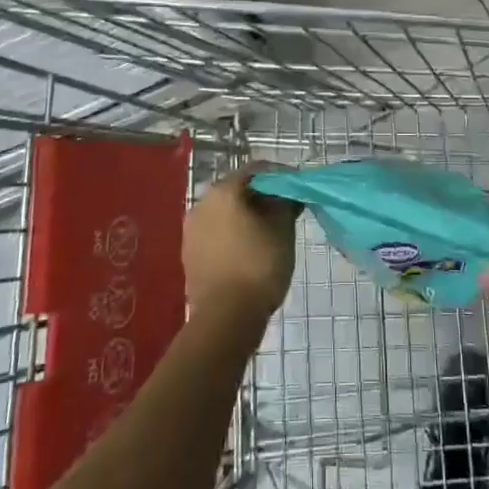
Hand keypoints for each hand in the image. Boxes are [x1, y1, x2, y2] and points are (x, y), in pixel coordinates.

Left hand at [183, 164, 297, 326]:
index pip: (257, 169)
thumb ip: (285, 202)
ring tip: (269, 231)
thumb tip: (286, 192)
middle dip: (263, 195)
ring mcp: (191, 228)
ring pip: (225, 211)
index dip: (281, 176)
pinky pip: (216, 231)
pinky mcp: (189, 252)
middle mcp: (202, 202)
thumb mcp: (283, 229)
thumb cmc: (258, 266)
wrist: (225, 318)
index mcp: (224, 190)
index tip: (298, 189)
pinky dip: (233, 232)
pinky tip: (249, 249)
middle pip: (238, 188)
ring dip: (247, 214)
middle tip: (286, 210)